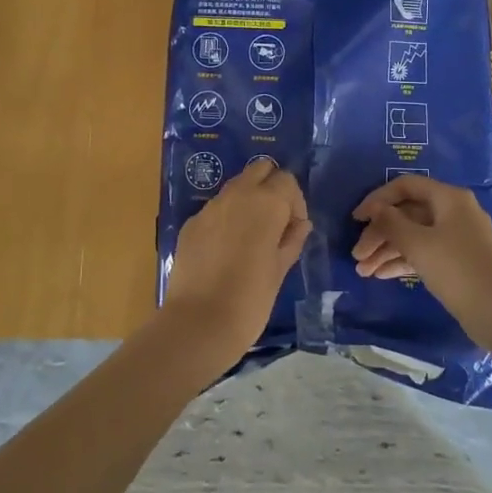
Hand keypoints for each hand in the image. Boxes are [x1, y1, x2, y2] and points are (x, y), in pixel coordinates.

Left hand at [162, 159, 311, 367]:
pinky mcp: (191, 223)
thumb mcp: (280, 270)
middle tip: (274, 221)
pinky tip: (226, 249)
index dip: (295, 202)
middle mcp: (237, 194)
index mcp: (266, 203)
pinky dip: (226, 217)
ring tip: (251, 235)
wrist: (198, 323)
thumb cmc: (250, 299)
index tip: (294, 229)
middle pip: (260, 169)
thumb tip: (300, 224)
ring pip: (235, 185)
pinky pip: (215, 208)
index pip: (287, 180)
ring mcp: (210, 206)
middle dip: (271, 186)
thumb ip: (292, 240)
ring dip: (248, 199)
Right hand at [351, 176, 491, 347]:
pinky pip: (424, 253)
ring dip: (387, 250)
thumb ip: (391, 223)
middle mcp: (453, 212)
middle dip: (380, 233)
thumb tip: (375, 209)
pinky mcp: (456, 262)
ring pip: (414, 236)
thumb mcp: (418, 243)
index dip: (378, 199)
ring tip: (363, 271)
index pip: (406, 186)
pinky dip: (403, 261)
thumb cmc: (456, 268)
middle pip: (407, 213)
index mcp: (448, 198)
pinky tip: (380, 275)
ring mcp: (456, 238)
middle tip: (357, 255)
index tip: (356, 219)